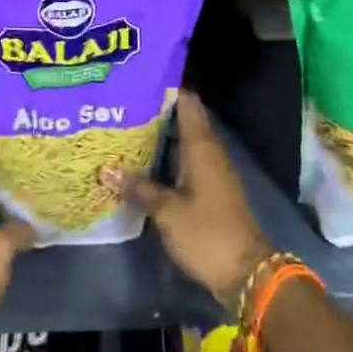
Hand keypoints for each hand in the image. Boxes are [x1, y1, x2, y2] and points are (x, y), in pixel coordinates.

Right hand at [107, 88, 271, 309]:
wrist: (246, 272)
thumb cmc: (207, 233)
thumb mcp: (167, 211)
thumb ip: (138, 188)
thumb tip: (106, 168)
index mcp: (202, 147)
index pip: (187, 103)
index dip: (167, 88)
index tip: (139, 79)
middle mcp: (210, 152)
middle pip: (185, 119)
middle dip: (158, 111)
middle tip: (124, 104)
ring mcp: (213, 171)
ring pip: (185, 141)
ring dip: (162, 134)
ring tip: (128, 128)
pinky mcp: (212, 189)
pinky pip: (188, 160)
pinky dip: (169, 156)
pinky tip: (146, 162)